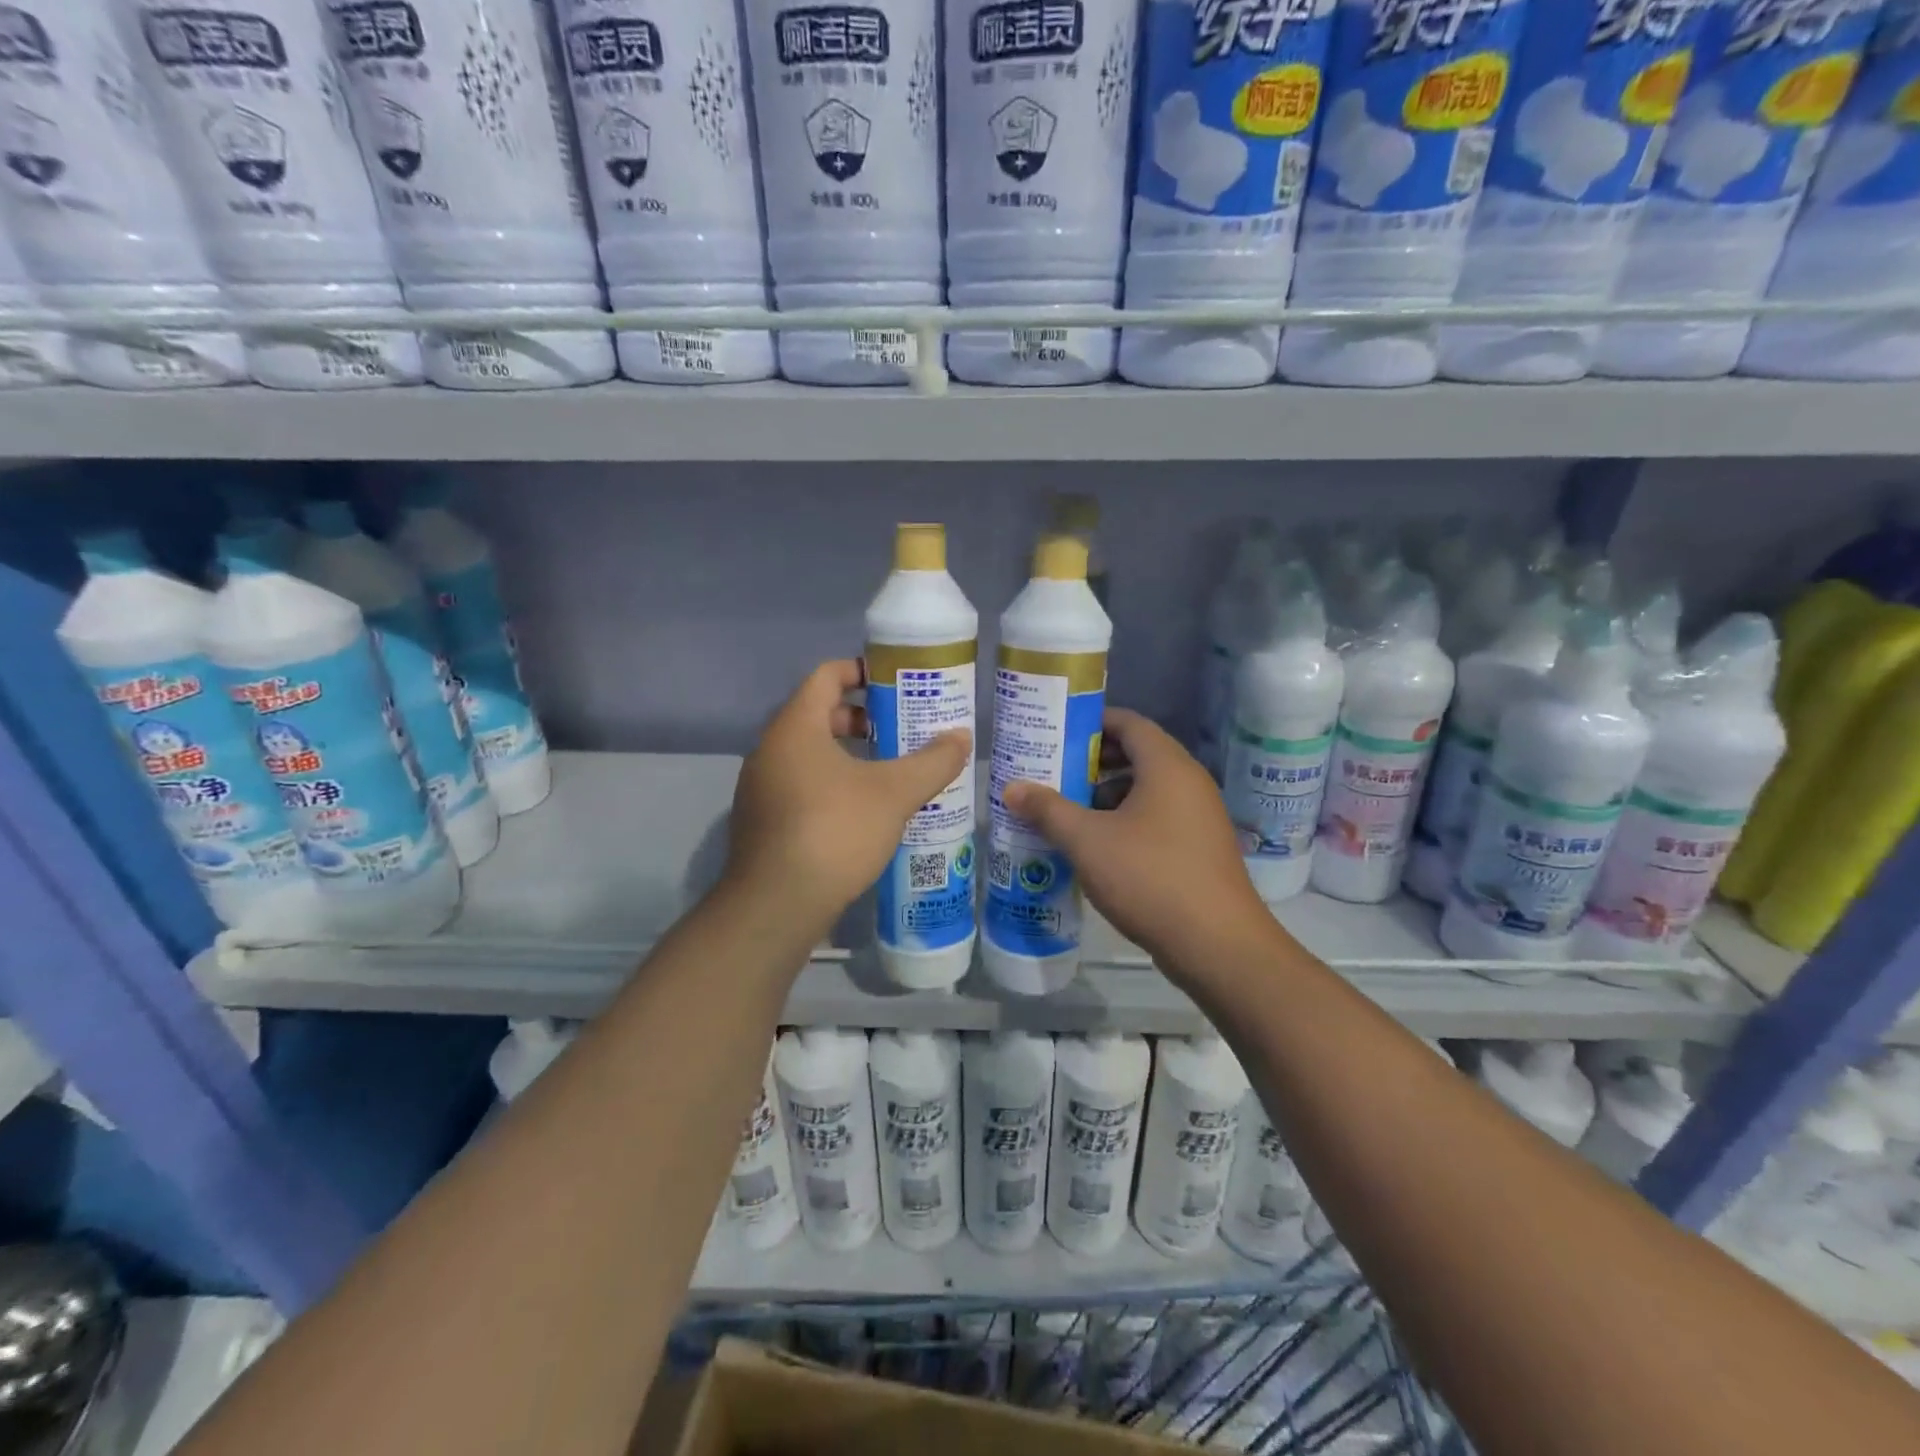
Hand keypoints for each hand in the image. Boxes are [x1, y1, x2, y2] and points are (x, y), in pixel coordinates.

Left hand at [724, 659, 971, 940]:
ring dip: (848, 755)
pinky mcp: (762, 821)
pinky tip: (863, 812)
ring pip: (809, 754)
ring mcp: (760, 788)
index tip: (896, 682)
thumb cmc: (835, 831)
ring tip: (889, 772)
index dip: (862, 671)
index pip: (826, 676)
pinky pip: (800, 785)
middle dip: (862, 718)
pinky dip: (831, 784)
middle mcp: (770, 749)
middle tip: (901, 730)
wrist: (777, 905)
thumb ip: (932, 762)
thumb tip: (962, 737)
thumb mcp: (894, 794)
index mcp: (795, 727)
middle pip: (818, 714)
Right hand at [1002, 709, 1275, 974]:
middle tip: (1054, 772)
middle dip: (1093, 763)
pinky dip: (1126, 821)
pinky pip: (1158, 818)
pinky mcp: (1200, 848)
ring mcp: (1199, 816)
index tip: (1056, 734)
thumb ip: (1048, 810)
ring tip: (1067, 810)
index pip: (1129, 723)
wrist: (1216, 944)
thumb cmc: (1149, 877)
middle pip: (1138, 755)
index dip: (1092, 724)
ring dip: (1107, 795)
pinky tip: (1097, 846)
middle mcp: (1189, 782)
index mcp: (1167, 766)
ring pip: (1147, 790)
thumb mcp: (1087, 841)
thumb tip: (1011, 788)